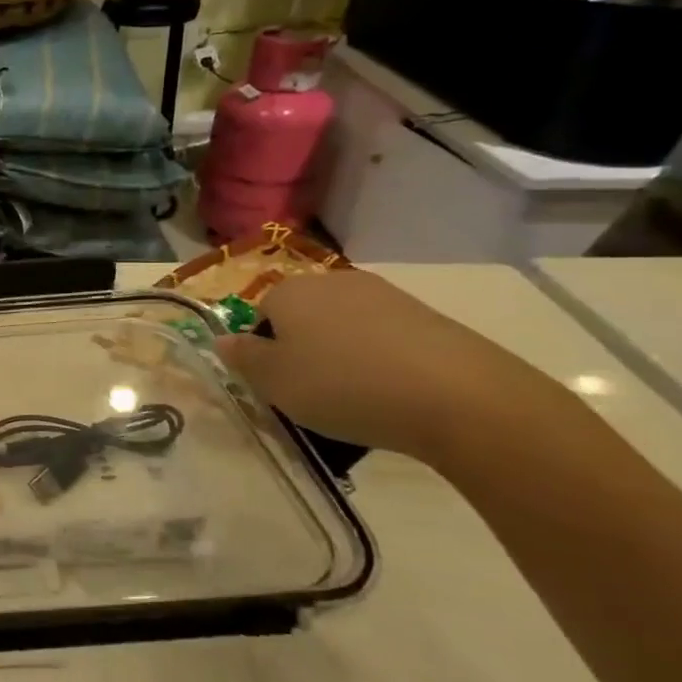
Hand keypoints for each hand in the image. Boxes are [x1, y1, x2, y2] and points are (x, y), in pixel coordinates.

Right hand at [213, 271, 558, 463]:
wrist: (459, 397)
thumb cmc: (342, 385)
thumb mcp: (273, 381)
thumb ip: (242, 358)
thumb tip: (222, 339)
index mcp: (289, 291)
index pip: (260, 315)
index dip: (264, 350)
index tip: (277, 384)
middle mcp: (334, 282)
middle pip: (304, 317)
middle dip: (303, 349)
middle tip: (311, 393)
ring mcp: (387, 296)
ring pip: (345, 329)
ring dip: (343, 357)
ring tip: (356, 400)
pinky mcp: (429, 318)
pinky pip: (386, 340)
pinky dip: (381, 363)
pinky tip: (392, 395)